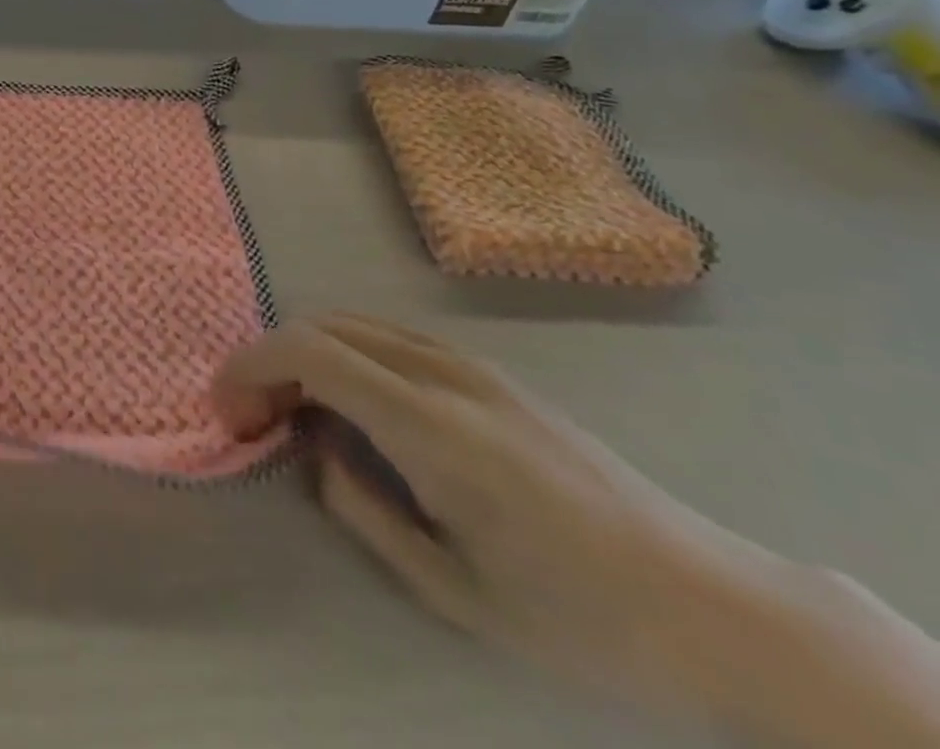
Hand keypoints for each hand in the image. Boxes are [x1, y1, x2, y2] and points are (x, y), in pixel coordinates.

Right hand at [215, 315, 939, 746]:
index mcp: (433, 427)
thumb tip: (313, 450)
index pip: (312, 353)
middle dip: (270, 361)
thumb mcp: (454, 591)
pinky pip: (389, 338)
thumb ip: (362, 510)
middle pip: (324, 327)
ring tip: (295, 412)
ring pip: (354, 324)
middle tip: (255, 420)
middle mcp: (444, 374)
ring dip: (306, 355)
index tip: (229, 411)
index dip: (252, 368)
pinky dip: (345, 354)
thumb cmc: (580, 618)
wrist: (712, 604)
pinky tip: (352, 404)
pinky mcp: (489, 371)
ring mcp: (470, 365)